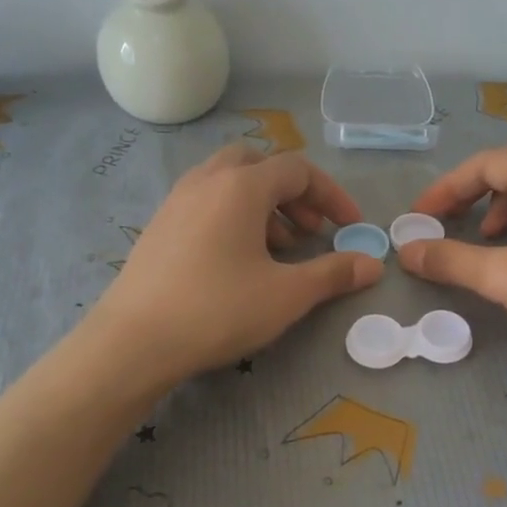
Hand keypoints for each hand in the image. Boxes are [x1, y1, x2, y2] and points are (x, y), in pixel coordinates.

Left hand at [89, 146, 380, 384]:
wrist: (133, 342)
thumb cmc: (218, 310)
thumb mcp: (287, 294)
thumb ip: (333, 273)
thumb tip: (373, 264)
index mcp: (241, 186)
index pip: (298, 170)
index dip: (331, 196)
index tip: (350, 227)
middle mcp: (207, 180)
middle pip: (260, 164)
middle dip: (293, 193)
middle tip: (308, 231)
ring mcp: (177, 200)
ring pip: (230, 182)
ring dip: (263, 205)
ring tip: (278, 249)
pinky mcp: (160, 225)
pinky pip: (207, 202)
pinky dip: (234, 216)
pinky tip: (238, 260)